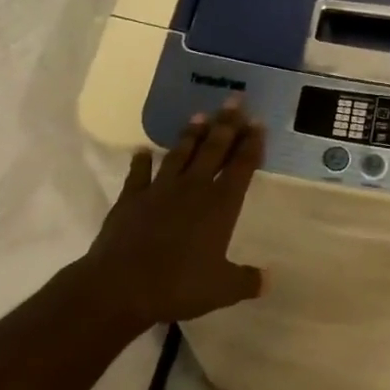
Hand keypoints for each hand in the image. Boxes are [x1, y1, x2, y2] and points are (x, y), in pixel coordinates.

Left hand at [80, 103, 266, 328]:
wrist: (121, 286)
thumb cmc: (179, 285)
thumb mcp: (222, 289)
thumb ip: (246, 280)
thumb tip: (269, 280)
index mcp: (220, 205)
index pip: (241, 166)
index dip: (252, 144)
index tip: (258, 123)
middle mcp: (194, 188)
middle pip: (214, 149)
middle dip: (227, 124)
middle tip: (235, 100)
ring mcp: (160, 190)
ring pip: (180, 154)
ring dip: (191, 135)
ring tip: (200, 115)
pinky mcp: (131, 198)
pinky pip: (138, 174)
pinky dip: (141, 161)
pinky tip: (143, 151)